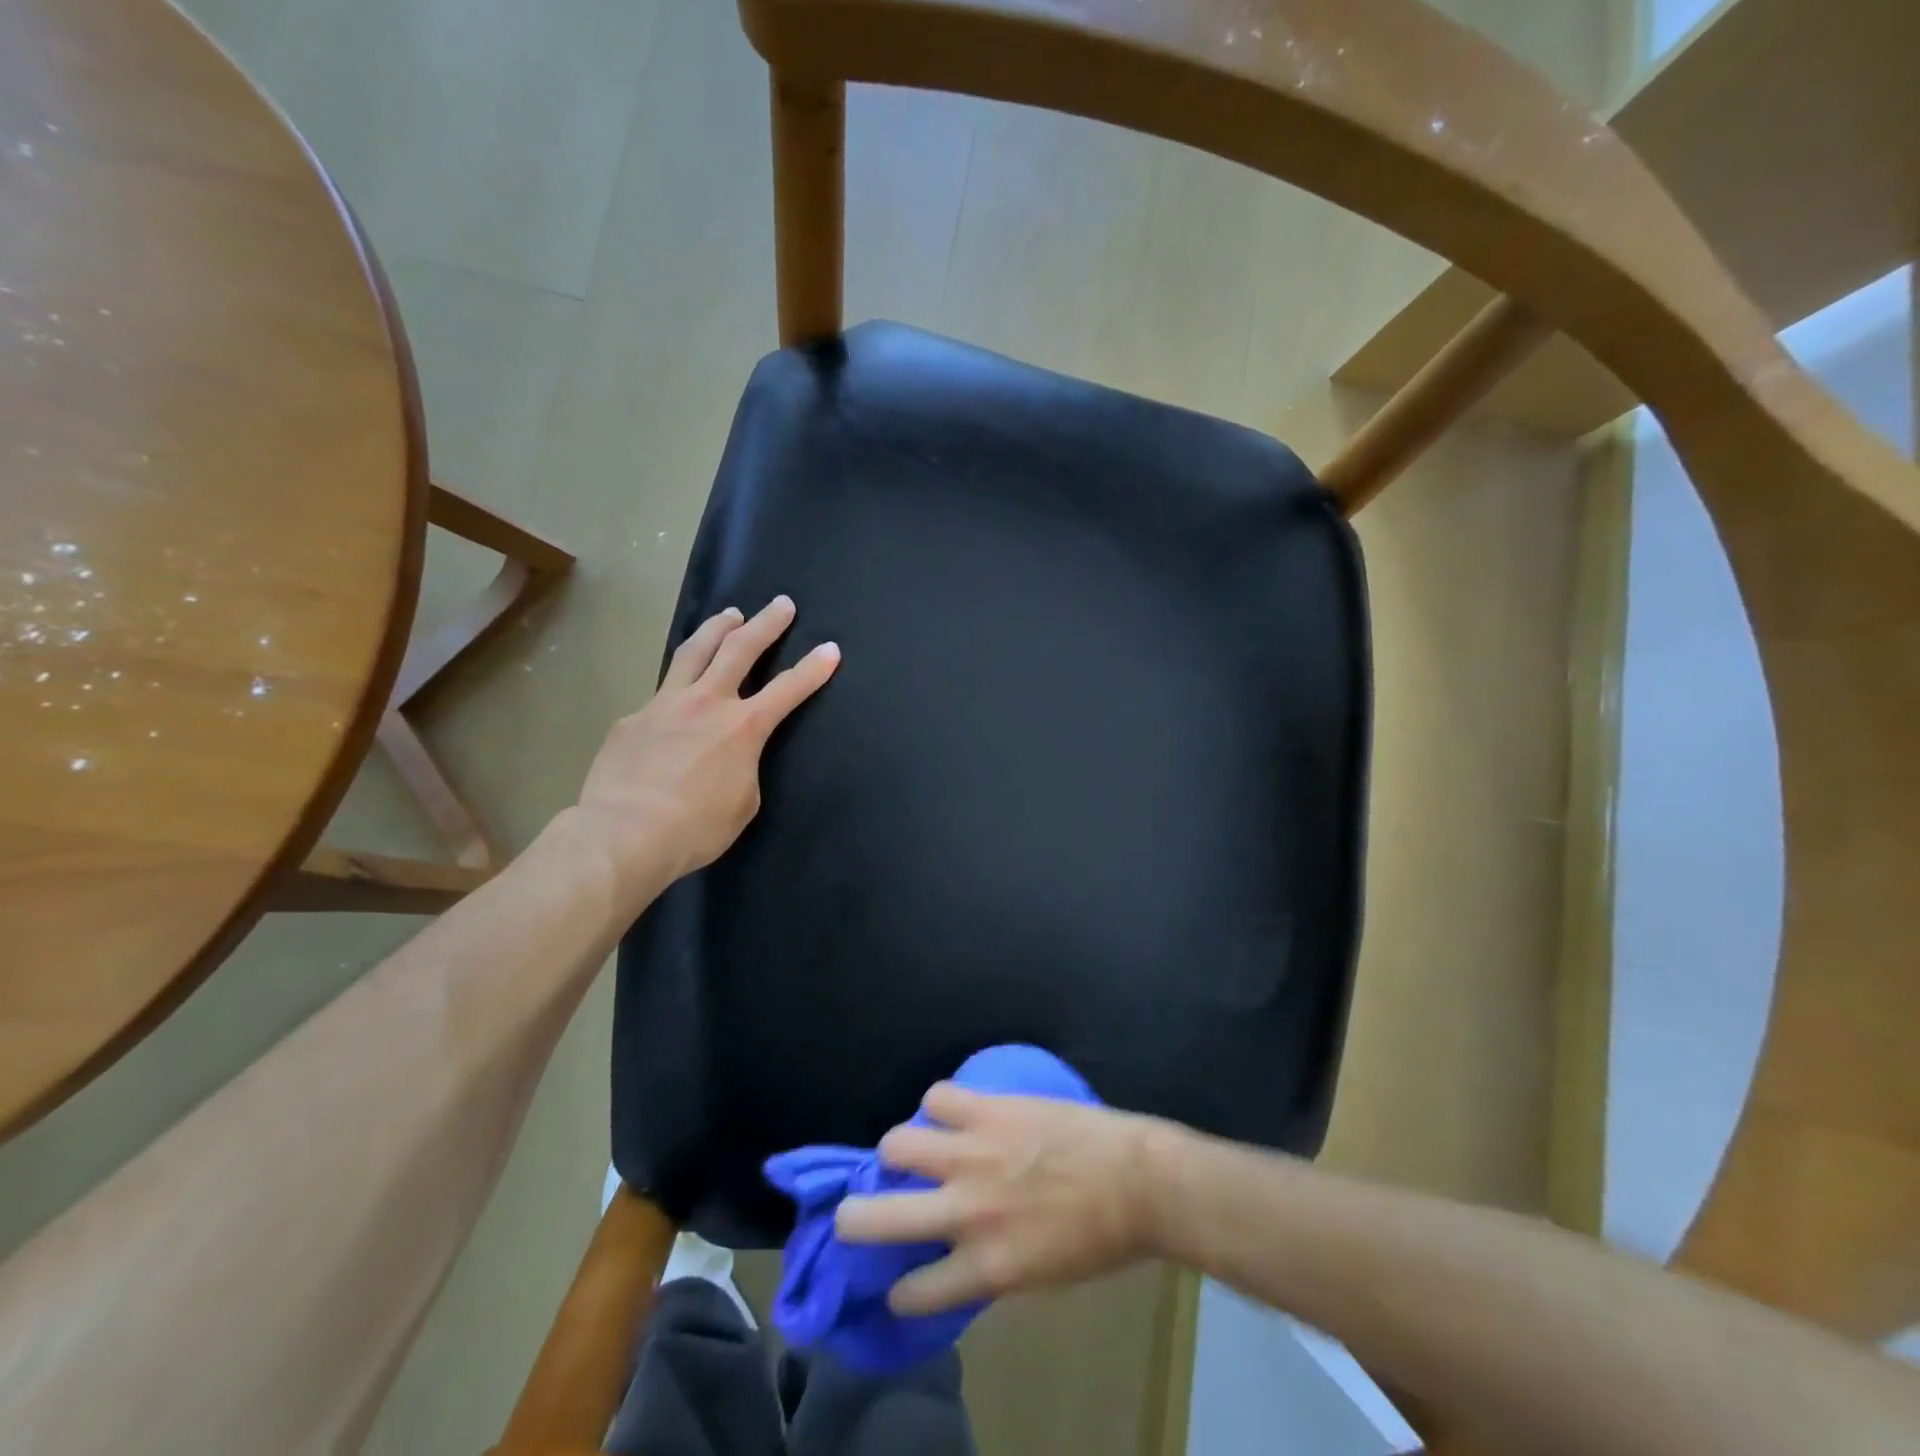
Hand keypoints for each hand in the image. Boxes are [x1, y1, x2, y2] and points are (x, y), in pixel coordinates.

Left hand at [570, 595, 838, 903]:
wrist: (623, 834)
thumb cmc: (695, 828)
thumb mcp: (743, 803)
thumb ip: (744, 769)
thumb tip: (730, 757)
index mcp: (743, 727)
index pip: (789, 689)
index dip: (813, 668)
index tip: (830, 649)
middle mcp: (707, 702)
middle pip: (740, 649)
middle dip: (766, 624)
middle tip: (781, 604)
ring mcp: (665, 704)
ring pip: (694, 651)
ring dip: (718, 628)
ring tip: (731, 613)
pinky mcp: (633, 718)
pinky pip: (661, 693)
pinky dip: (678, 686)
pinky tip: (677, 699)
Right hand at [834, 1083, 1165, 1314]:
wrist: (1136, 1179)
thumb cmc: (1097, 1238)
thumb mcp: (1039, 1275)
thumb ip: (989, 1265)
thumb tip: (955, 1254)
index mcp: (985, 1267)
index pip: (914, 1291)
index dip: (899, 1291)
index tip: (897, 1284)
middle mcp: (967, 1211)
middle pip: (876, 1217)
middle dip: (854, 1219)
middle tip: (855, 1213)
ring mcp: (975, 1154)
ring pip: (897, 1143)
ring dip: (898, 1150)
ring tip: (912, 1150)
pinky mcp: (990, 1109)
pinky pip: (938, 1096)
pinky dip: (939, 1105)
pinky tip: (952, 1112)